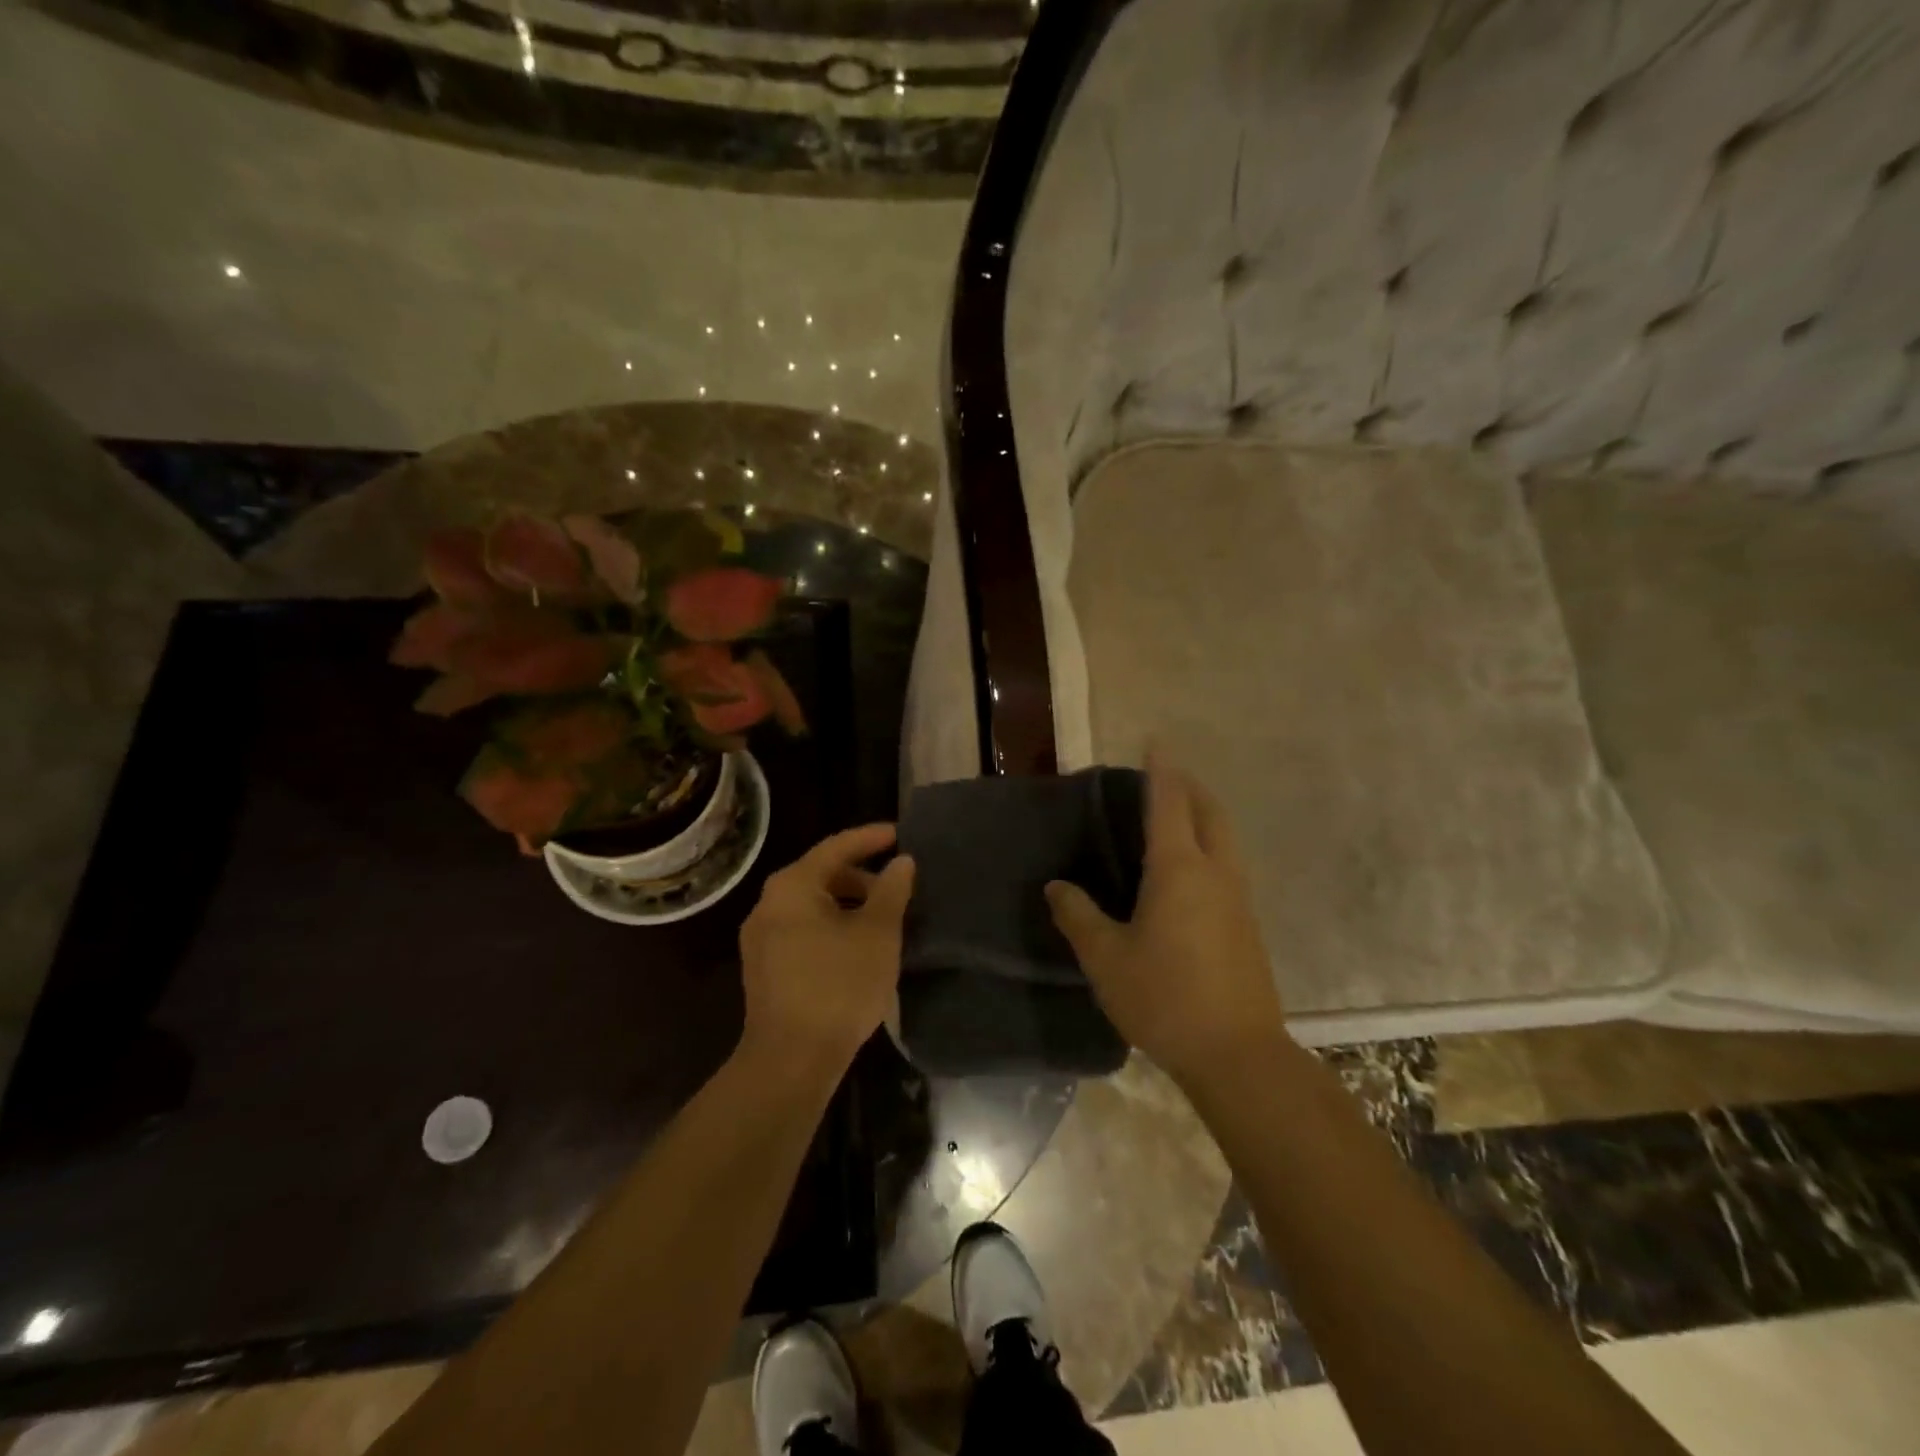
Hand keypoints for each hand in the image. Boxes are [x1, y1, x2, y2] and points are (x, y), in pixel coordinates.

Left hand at [738, 824, 915, 1080]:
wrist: (790, 1060)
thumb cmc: (838, 985)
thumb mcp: (877, 933)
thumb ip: (892, 890)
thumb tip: (902, 861)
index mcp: (792, 886)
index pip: (836, 847)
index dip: (870, 838)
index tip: (900, 834)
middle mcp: (768, 904)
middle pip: (821, 875)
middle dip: (861, 877)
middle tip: (897, 887)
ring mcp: (761, 939)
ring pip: (812, 906)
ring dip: (848, 906)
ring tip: (883, 921)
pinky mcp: (764, 969)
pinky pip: (803, 931)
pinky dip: (832, 928)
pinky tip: (857, 949)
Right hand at [1045, 753, 1286, 1084]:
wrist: (1237, 1054)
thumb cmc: (1164, 997)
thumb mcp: (1106, 958)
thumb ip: (1078, 917)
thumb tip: (1057, 887)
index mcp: (1178, 869)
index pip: (1169, 803)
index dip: (1161, 770)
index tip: (1156, 742)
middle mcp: (1215, 872)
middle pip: (1210, 812)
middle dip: (1191, 787)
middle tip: (1166, 778)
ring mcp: (1239, 899)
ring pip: (1225, 839)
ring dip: (1204, 817)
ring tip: (1177, 819)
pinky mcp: (1248, 925)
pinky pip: (1229, 866)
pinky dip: (1210, 848)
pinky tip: (1189, 875)